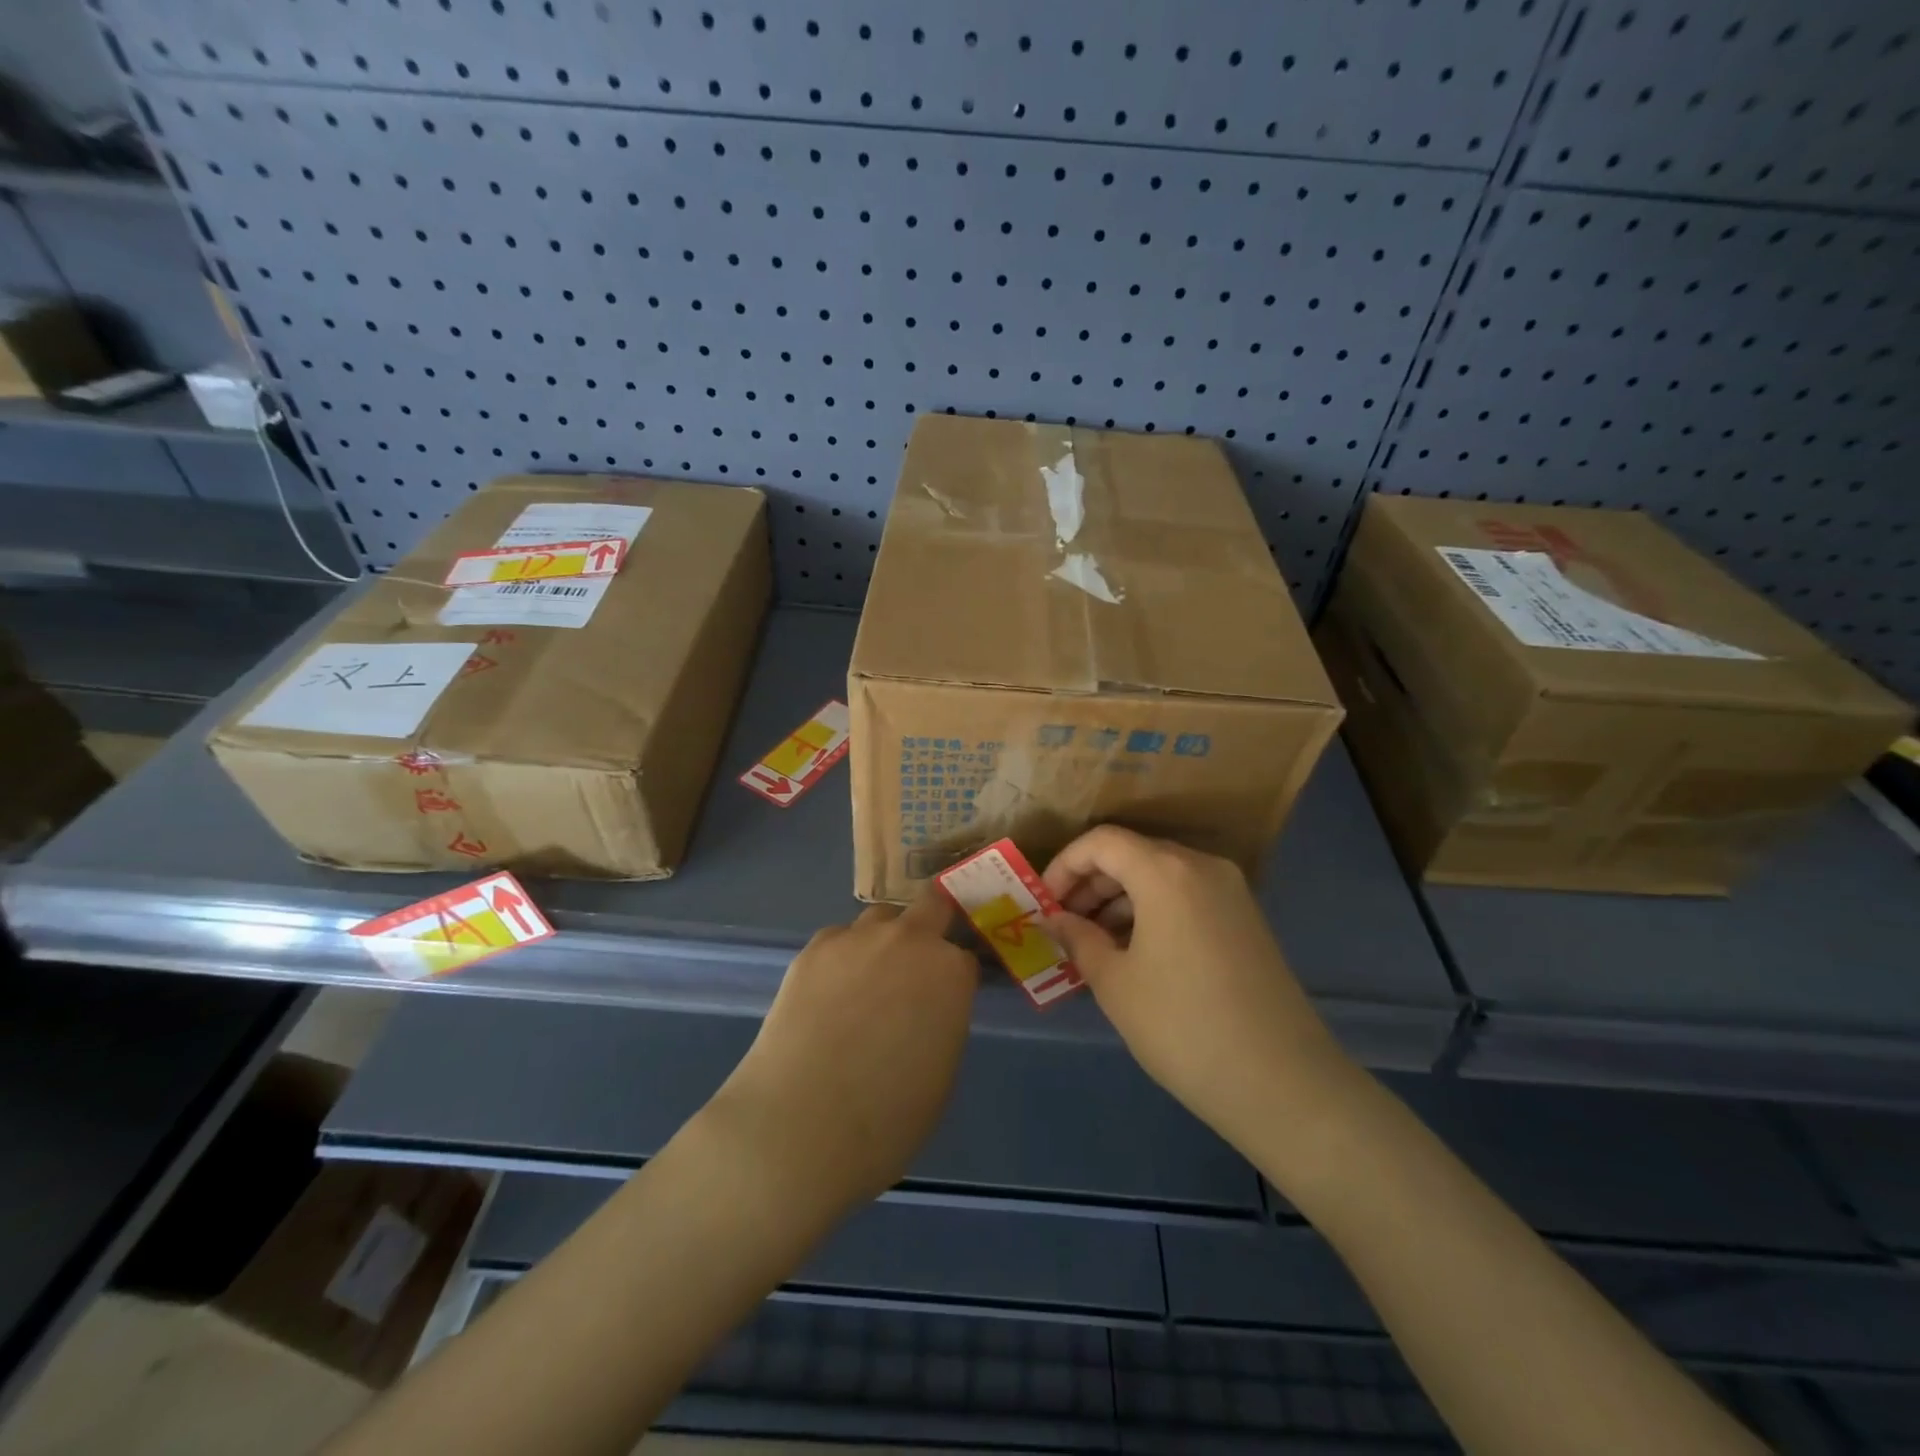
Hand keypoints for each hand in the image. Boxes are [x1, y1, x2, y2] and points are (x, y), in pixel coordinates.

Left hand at [710, 889, 977, 1213]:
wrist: (801, 1124)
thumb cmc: (887, 1119)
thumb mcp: (941, 1073)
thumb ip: (942, 1022)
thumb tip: (928, 1011)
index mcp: (950, 973)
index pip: (965, 957)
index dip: (955, 977)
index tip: (945, 997)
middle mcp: (909, 941)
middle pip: (931, 906)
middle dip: (931, 925)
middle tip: (915, 966)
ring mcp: (858, 939)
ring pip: (880, 918)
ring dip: (883, 940)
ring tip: (865, 983)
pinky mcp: (814, 948)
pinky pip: (838, 940)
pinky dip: (841, 958)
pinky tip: (827, 995)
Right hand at [1043, 826, 1354, 1152]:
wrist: (1283, 1082)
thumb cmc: (1183, 1027)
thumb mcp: (1115, 983)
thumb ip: (1078, 939)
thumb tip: (1055, 920)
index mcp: (1166, 872)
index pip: (1102, 842)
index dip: (1065, 866)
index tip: (1045, 904)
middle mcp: (1201, 867)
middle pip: (1132, 854)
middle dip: (1091, 884)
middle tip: (1064, 926)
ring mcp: (1230, 891)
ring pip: (1160, 875)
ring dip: (1120, 899)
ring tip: (1094, 944)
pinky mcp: (1246, 918)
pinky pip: (1186, 896)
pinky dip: (1152, 910)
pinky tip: (1135, 952)